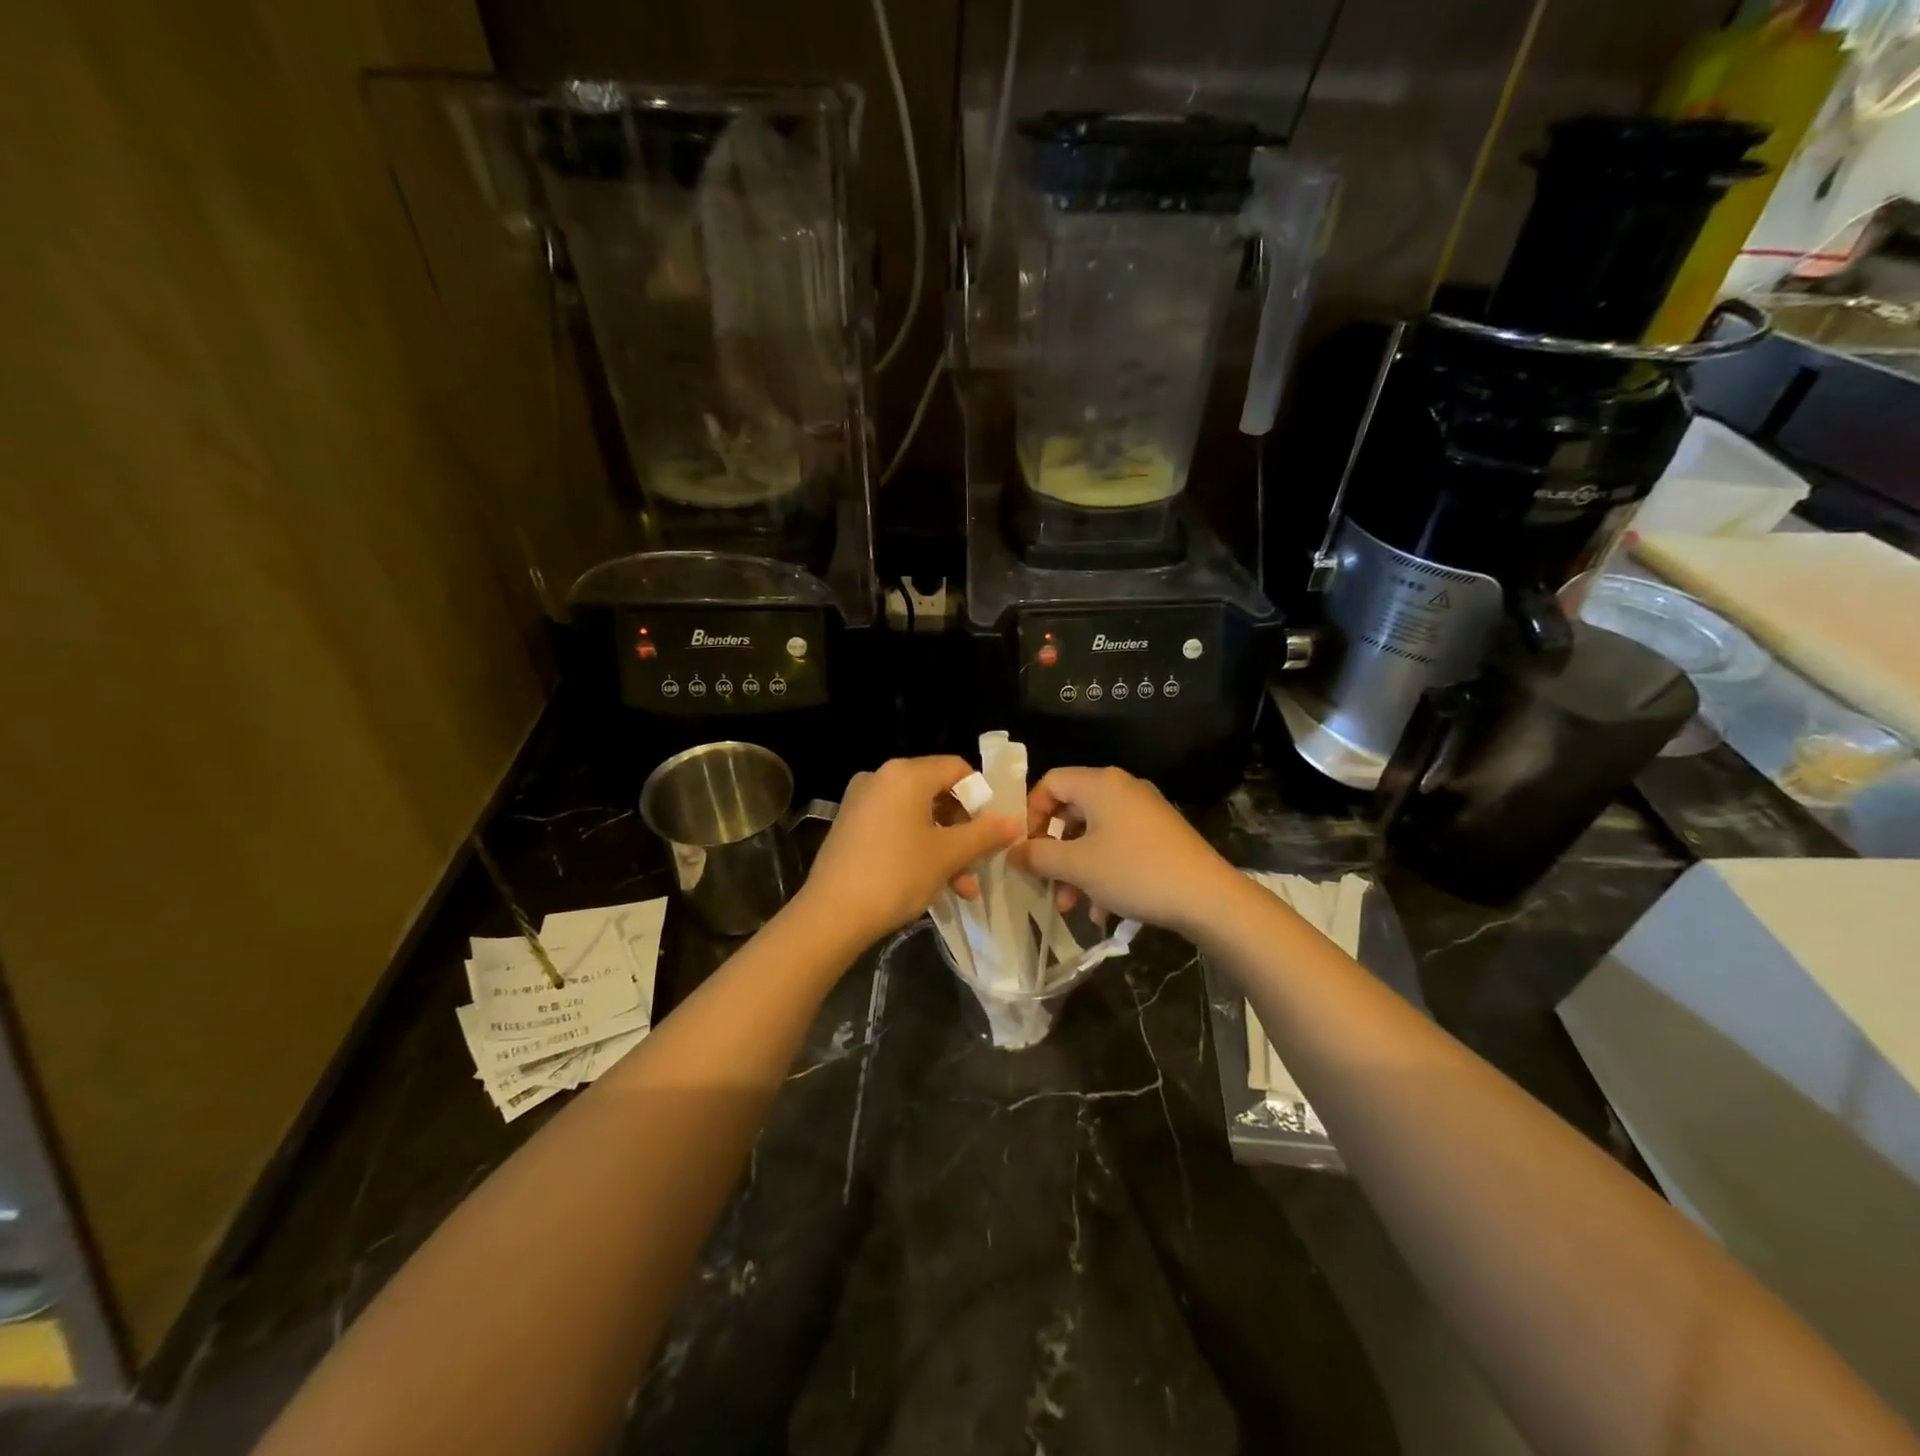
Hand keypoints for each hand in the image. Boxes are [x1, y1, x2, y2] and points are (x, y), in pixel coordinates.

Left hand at [800, 756, 1021, 942]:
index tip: (993, 829)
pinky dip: (917, 850)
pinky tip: (934, 887)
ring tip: (962, 888)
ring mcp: (861, 802)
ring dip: (945, 849)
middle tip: (980, 863)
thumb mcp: (948, 855)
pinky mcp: (850, 827)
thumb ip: (985, 834)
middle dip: (963, 831)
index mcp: (905, 774)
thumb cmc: (896, 875)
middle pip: (937, 793)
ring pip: (918, 817)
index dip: (982, 796)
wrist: (831, 915)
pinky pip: (895, 828)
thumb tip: (1015, 821)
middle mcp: (881, 778)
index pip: (957, 769)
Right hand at [1008, 766, 1238, 938]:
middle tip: (1044, 881)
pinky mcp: (1160, 836)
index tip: (1023, 847)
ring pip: (1094, 835)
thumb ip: (1038, 855)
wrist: (1208, 897)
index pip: (1050, 782)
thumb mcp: (1078, 866)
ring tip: (1071, 906)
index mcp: (1100, 784)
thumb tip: (1013, 851)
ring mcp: (1144, 812)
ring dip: (1076, 870)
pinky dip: (1104, 873)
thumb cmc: (1135, 871)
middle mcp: (1122, 789)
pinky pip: (1118, 847)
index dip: (1030, 813)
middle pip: (1071, 812)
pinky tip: (1104, 910)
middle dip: (1053, 851)